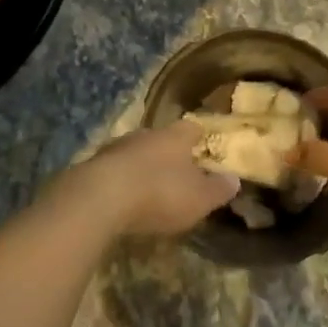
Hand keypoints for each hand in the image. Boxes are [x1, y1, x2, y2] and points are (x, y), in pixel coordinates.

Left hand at [62, 120, 239, 237]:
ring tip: (149, 187)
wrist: (99, 198)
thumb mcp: (199, 198)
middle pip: (161, 138)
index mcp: (175, 136)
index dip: (199, 138)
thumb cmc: (159, 193)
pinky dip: (121, 181)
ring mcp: (116, 148)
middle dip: (169, 153)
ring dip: (142, 166)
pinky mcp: (92, 166)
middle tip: (177, 171)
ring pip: (135, 152)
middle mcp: (146, 134)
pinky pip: (114, 170)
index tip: (204, 146)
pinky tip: (122, 198)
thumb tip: (235, 179)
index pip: (192, 128)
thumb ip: (218, 189)